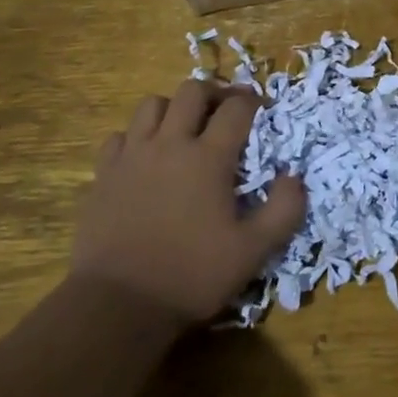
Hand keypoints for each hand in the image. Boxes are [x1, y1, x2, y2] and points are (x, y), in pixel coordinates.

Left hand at [70, 80, 306, 325]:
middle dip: (214, 93)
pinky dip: (136, 137)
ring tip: (184, 130)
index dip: (254, 102)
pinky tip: (145, 158)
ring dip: (173, 109)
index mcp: (209, 158)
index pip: (236, 108)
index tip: (262, 111)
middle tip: (225, 112)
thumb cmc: (192, 275)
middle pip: (192, 91)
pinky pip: (119, 136)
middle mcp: (170, 145)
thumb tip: (294, 177)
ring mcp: (132, 157)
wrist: (118, 305)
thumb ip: (285, 210)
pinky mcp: (103, 175)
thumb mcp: (254, 250)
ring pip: (152, 105)